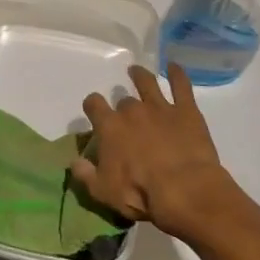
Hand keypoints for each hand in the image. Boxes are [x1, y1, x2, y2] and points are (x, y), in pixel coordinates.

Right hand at [73, 64, 234, 237]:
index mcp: (109, 127)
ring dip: (140, 76)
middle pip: (123, 100)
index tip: (94, 109)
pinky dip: (177, 74)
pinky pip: (181, 85)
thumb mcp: (103, 191)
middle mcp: (132, 110)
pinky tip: (174, 66)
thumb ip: (85, 174)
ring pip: (147, 83)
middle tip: (126, 114)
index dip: (93, 105)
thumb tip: (74, 161)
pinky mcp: (186, 111)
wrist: (184, 190)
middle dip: (122, 105)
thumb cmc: (140, 193)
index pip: (94, 105)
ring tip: (137, 72)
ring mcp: (160, 107)